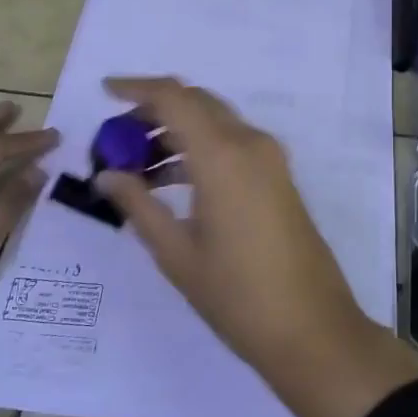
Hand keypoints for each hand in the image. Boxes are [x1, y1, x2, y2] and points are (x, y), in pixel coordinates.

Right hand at [94, 78, 417, 416]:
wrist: (312, 329)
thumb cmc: (237, 295)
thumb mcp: (177, 253)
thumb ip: (138, 205)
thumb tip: (105, 175)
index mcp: (222, 155)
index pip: (174, 97)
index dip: (137, 87)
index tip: (105, 92)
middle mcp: (250, 144)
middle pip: (197, 103)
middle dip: (155, 110)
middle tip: (118, 137)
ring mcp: (270, 159)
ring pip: (216, 123)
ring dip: (177, 132)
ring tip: (137, 168)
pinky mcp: (279, 177)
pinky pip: (233, 144)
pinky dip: (201, 149)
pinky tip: (172, 183)